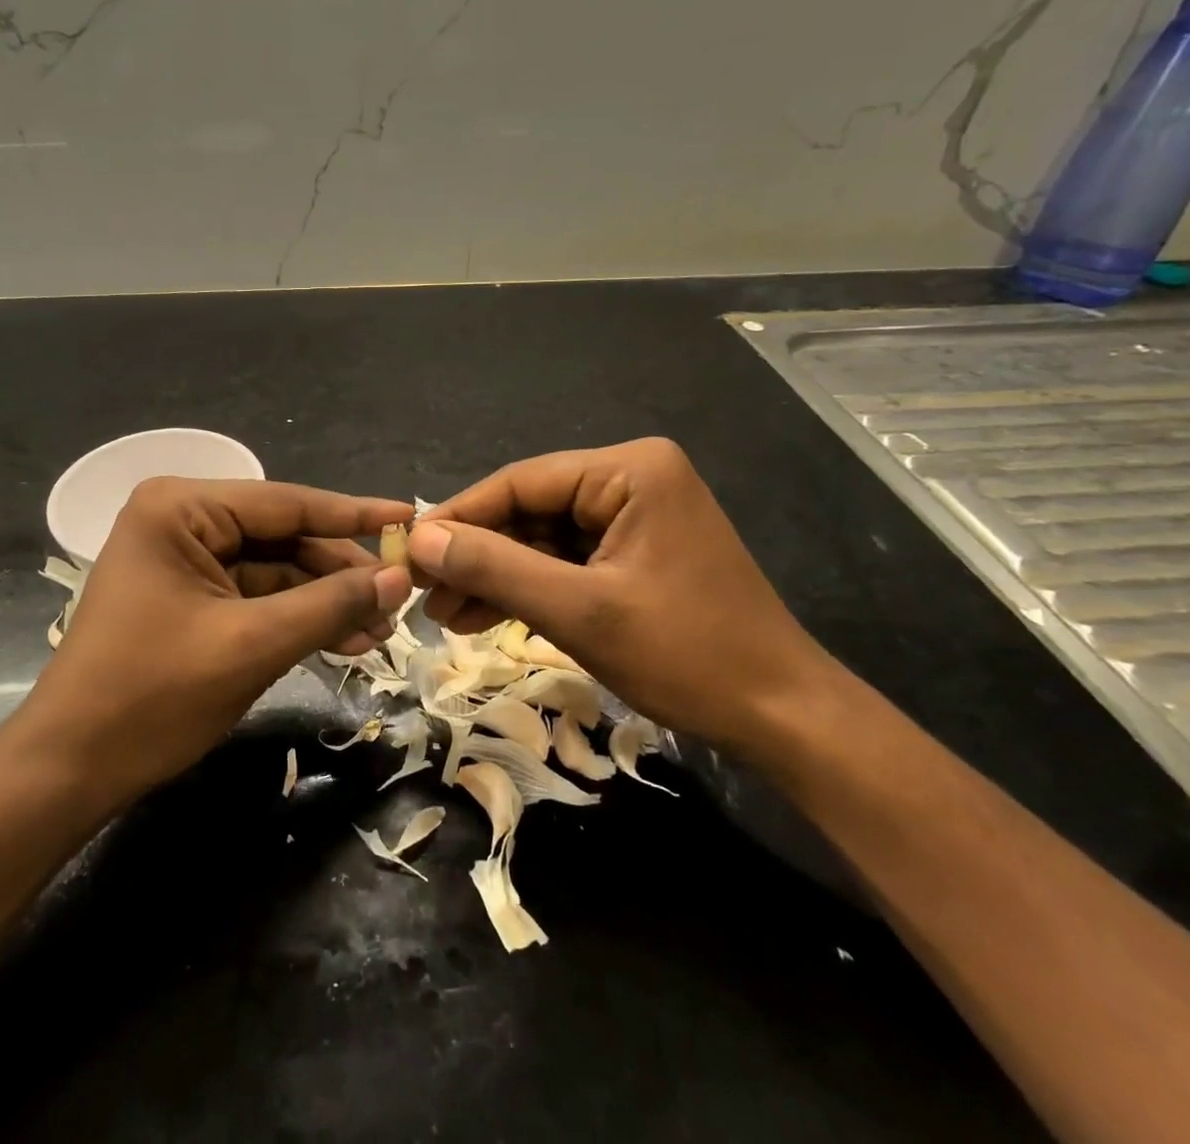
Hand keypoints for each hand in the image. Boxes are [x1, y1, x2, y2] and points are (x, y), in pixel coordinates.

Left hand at [10, 478, 413, 813]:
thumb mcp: (252, 645)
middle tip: (400, 599)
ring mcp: (183, 559)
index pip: (287, 503)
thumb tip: (400, 578)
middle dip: (340, 572)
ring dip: (324, 600)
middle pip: (283, 536)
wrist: (67, 772)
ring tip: (380, 631)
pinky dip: (296, 618)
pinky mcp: (188, 596)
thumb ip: (329, 605)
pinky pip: (256, 596)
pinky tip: (343, 641)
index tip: (412, 516)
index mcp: (181, 508)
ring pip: (275, 570)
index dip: (354, 514)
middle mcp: (181, 520)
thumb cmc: (151, 697)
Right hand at [408, 438, 834, 753]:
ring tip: (445, 615)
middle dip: (477, 555)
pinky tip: (484, 616)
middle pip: (529, 510)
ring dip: (496, 577)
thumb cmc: (685, 654)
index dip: (459, 517)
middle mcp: (632, 479)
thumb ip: (495, 568)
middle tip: (423, 593)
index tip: (407, 550)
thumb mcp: (579, 611)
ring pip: (542, 539)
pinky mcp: (635, 552)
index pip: (521, 482)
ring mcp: (636, 516)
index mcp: (629, 470)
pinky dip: (528, 590)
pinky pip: (566, 562)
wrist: (781, 718)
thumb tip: (418, 540)